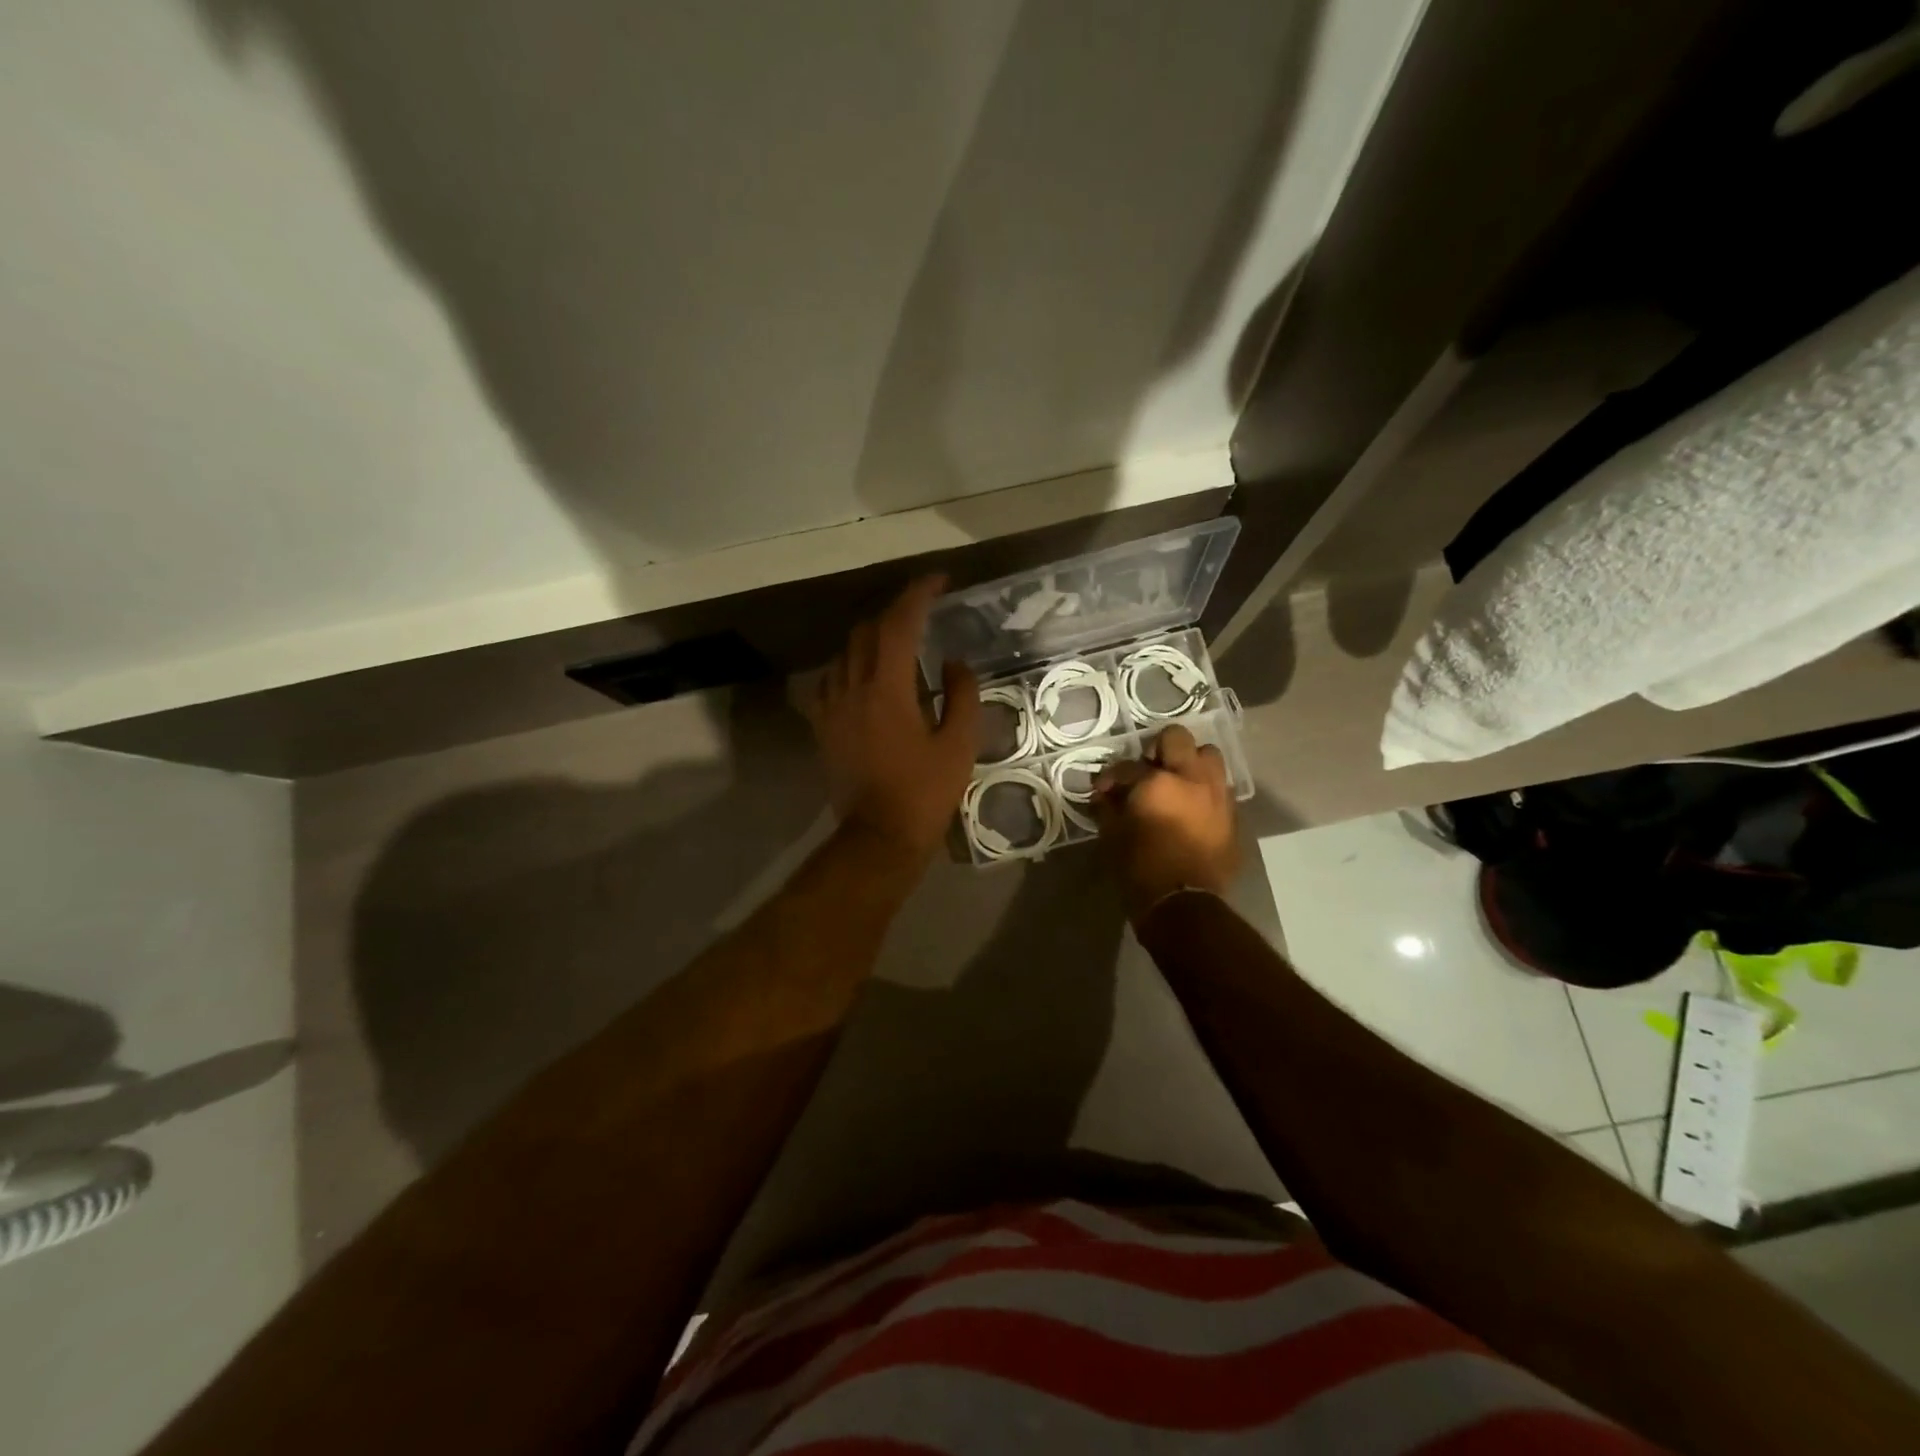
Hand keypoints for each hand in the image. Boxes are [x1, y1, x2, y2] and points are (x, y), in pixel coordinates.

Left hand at [800, 577, 980, 862]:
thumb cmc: (925, 792)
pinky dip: (849, 666)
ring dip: (871, 638)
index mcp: (888, 689)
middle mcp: (853, 688)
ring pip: (845, 653)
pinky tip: (864, 677)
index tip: (939, 581)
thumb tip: (954, 662)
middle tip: (923, 614)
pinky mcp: (823, 726)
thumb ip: (961, 695)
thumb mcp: (959, 744)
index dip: (918, 595)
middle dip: (895, 613)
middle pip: (867, 631)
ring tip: (897, 644)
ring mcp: (832, 707)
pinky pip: (829, 680)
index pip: (899, 624)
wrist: (879, 836)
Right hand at [1091, 724, 1240, 921]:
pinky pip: (1219, 789)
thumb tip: (1104, 794)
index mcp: (1157, 782)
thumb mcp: (1112, 835)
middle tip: (1147, 771)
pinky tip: (1190, 810)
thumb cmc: (1140, 869)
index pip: (1127, 766)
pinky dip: (1204, 791)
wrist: (1183, 905)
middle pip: (1178, 739)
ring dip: (1190, 764)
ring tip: (1175, 784)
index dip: (1110, 776)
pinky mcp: (1232, 816)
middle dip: (1159, 750)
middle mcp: (1192, 779)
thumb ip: (1107, 806)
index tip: (1103, 790)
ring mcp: (1217, 795)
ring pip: (1209, 757)